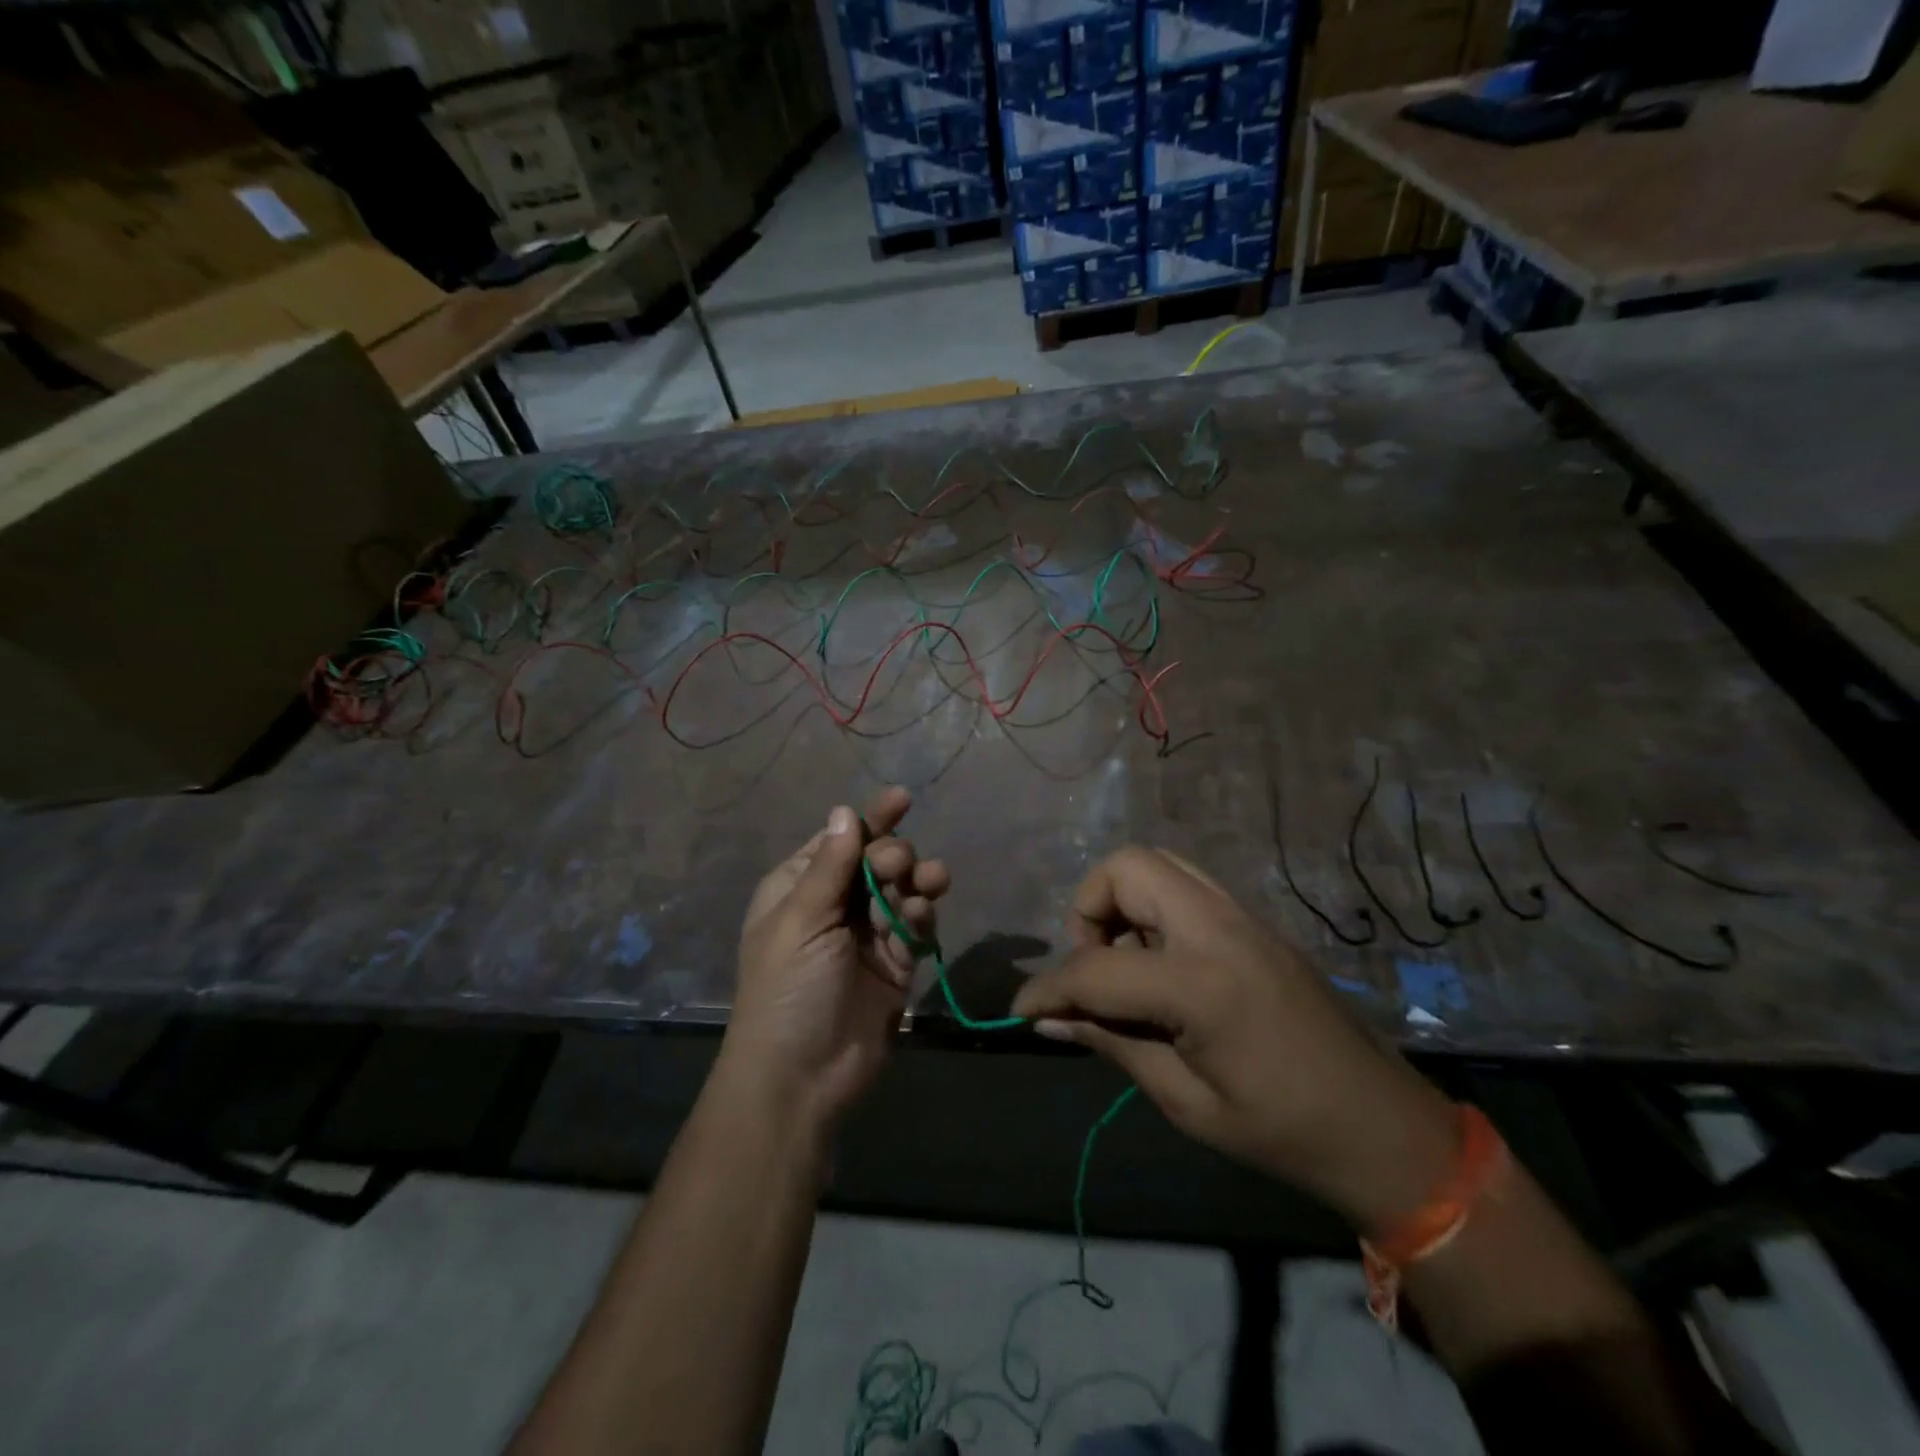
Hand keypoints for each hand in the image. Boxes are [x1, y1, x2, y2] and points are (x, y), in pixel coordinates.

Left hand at [724, 786, 949, 1130]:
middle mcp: (833, 907)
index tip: (902, 798)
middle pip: (874, 861)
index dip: (869, 819)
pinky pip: (913, 927)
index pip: (839, 841)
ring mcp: (866, 936)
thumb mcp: (801, 921)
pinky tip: (923, 914)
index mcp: (798, 889)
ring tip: (931, 880)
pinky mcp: (894, 965)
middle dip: (892, 853)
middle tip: (900, 864)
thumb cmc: (788, 990)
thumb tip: (844, 811)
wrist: (801, 1077)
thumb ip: (830, 866)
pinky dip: (921, 915)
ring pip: (900, 891)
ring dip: (917, 879)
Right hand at [1011, 846, 1457, 1235]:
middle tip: (1092, 968)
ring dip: (1122, 902)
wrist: (1381, 1127)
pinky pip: (1185, 887)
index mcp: (1201, 981)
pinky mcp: (1253, 923)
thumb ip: (1113, 1043)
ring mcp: (1242, 917)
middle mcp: (1219, 926)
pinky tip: (1160, 966)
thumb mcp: (1185, 1100)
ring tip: (1124, 965)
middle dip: (1088, 909)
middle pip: (1126, 867)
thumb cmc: (1282, 1131)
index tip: (1021, 1010)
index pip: (1096, 966)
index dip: (1047, 987)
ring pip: (1158, 864)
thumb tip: (1047, 1021)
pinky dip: (1153, 909)